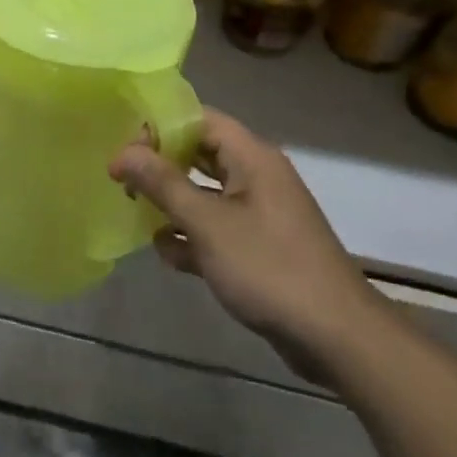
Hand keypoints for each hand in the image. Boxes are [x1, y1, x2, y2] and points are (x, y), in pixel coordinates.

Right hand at [109, 109, 384, 375]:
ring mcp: (259, 214)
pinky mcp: (258, 248)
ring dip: (172, 204)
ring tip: (136, 215)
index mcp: (252, 158)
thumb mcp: (207, 222)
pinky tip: (169, 255)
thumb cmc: (268, 267)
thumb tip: (123, 152)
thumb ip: (163, 183)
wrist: (335, 336)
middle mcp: (257, 177)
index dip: (159, 127)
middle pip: (199, 155)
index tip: (124, 148)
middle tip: (122, 180)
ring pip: (204, 194)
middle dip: (161, 166)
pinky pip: (216, 229)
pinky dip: (192, 237)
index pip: (200, 119)